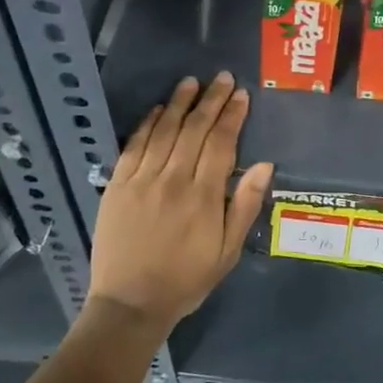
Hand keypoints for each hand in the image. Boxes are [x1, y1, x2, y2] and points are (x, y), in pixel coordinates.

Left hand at [88, 73, 272, 334]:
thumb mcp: (227, 251)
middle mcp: (173, 180)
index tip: (241, 95)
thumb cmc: (186, 280)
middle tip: (222, 78)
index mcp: (203, 196)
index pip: (221, 143)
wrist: (130, 304)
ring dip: (180, 104)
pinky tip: (159, 109)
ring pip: (164, 131)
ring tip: (192, 82)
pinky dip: (148, 124)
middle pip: (194, 130)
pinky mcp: (117, 186)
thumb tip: (265, 165)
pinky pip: (134, 146)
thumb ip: (244, 205)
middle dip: (211, 101)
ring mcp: (142, 180)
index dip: (232, 116)